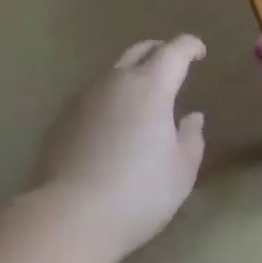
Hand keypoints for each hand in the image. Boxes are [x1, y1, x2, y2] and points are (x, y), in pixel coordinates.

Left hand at [36, 35, 207, 261]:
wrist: (69, 216)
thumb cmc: (138, 192)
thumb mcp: (181, 171)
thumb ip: (191, 138)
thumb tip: (192, 118)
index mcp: (151, 86)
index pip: (175, 50)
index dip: (190, 46)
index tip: (199, 52)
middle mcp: (116, 81)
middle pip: (140, 50)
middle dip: (160, 51)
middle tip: (172, 65)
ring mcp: (84, 98)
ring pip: (113, 72)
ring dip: (131, 75)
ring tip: (143, 98)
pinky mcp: (62, 119)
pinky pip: (93, 96)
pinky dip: (110, 99)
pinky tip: (112, 125)